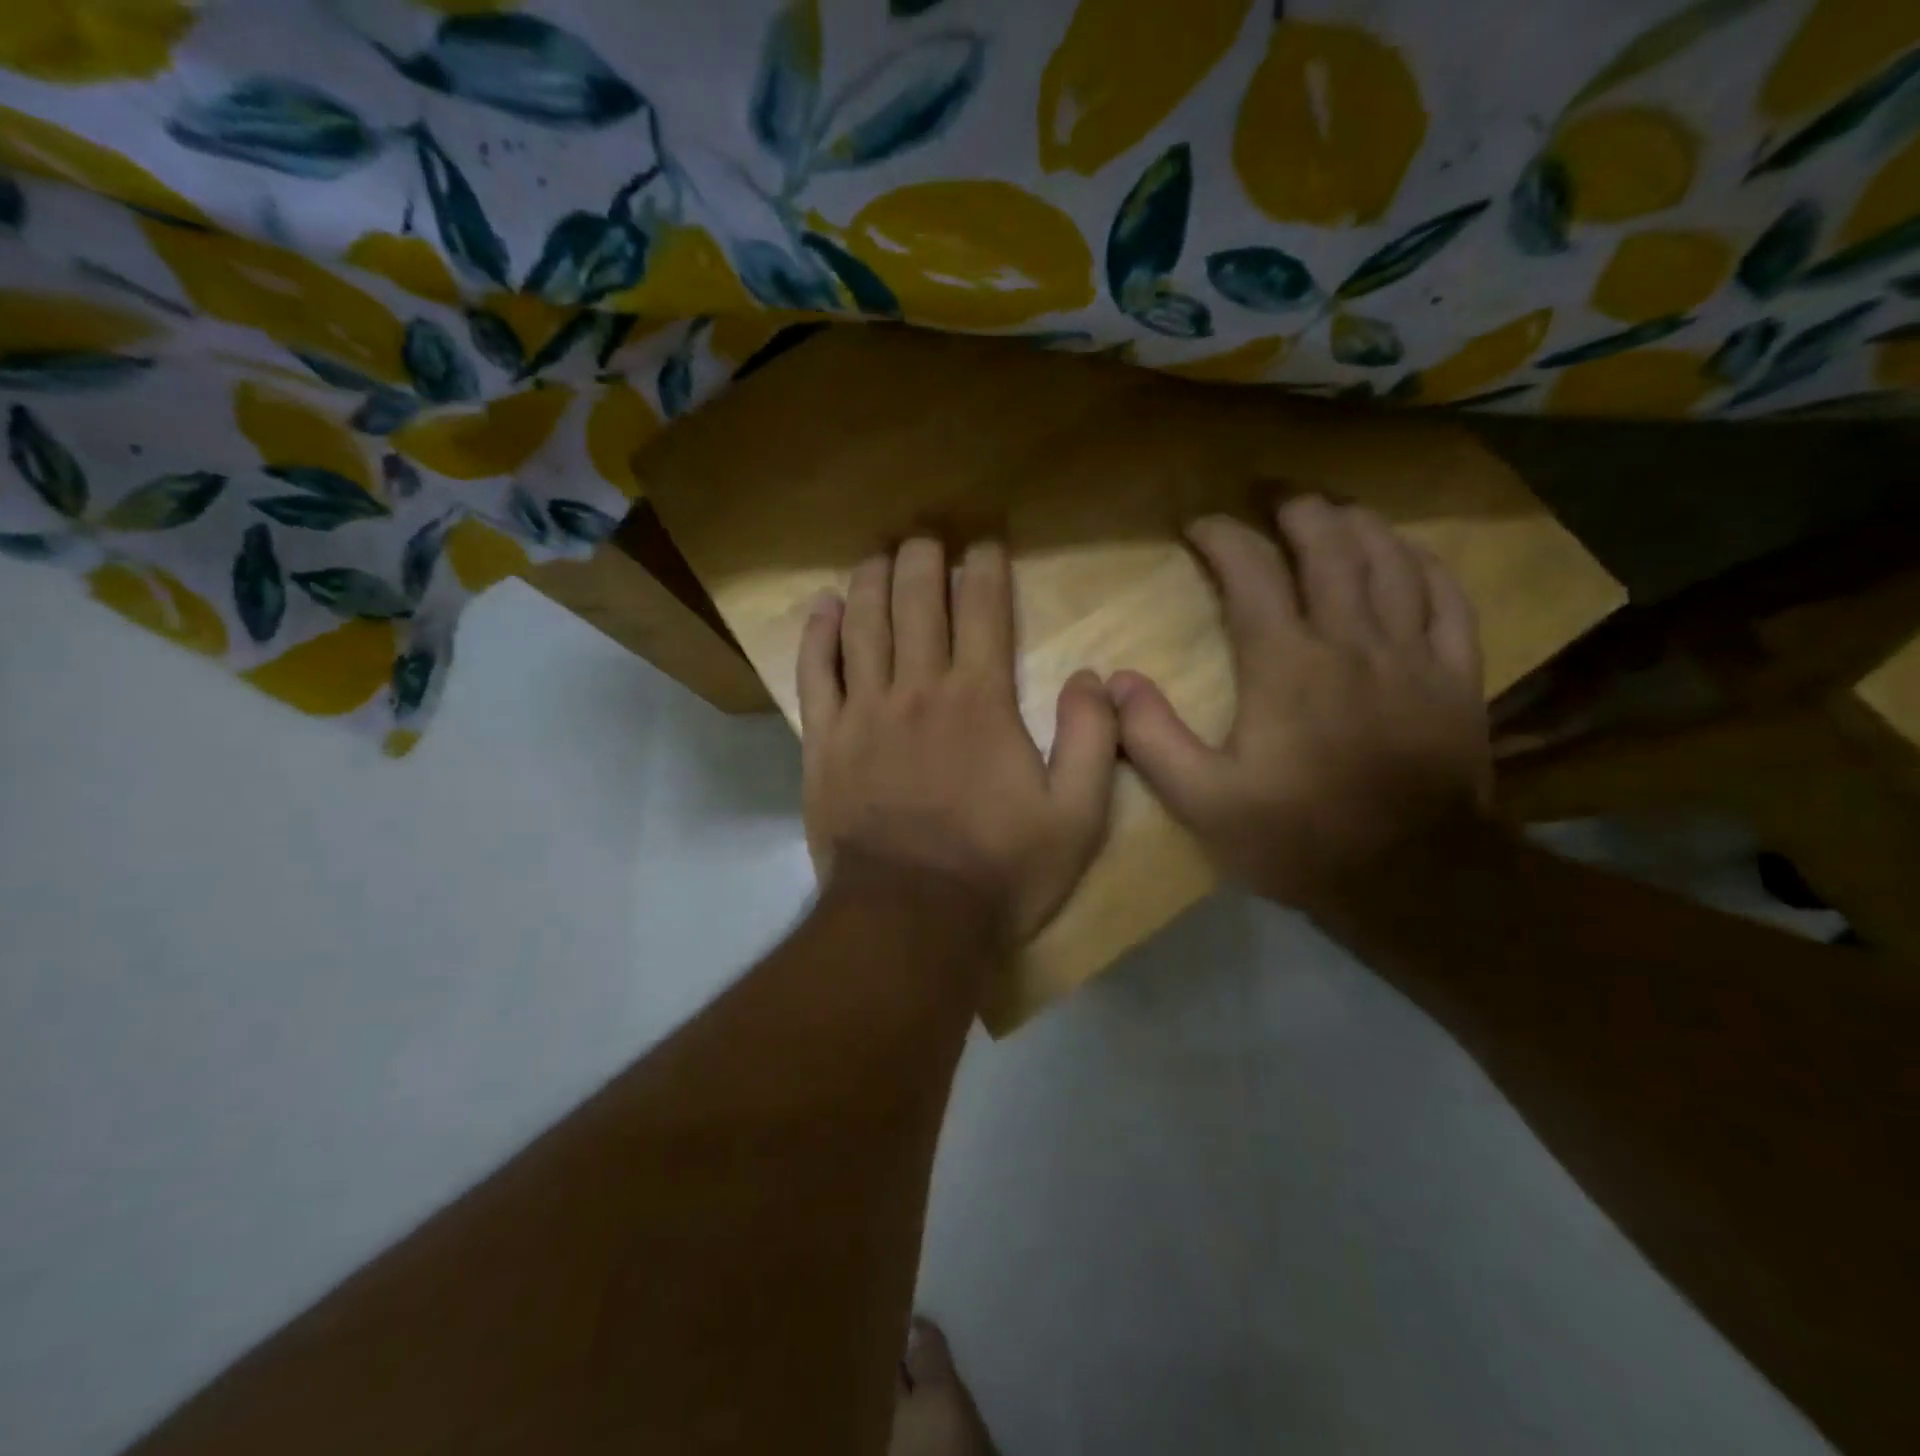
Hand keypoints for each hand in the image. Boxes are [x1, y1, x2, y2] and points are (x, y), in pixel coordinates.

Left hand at [799, 537, 1118, 945]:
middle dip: (922, 560)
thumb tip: (1093, 676)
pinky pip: (815, 675)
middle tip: (926, 535)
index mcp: (980, 701)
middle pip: (916, 603)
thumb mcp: (1076, 817)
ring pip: (863, 626)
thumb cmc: (999, 871)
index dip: (985, 569)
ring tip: (878, 553)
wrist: (911, 921)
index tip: (985, 544)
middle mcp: (918, 691)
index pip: (982, 611)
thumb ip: (1091, 739)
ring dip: (871, 581)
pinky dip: (818, 635)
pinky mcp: (824, 744)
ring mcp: (863, 714)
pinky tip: (823, 607)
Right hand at [1110, 497, 1492, 919]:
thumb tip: (1115, 682)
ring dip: (1357, 524)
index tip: (1198, 527)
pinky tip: (1407, 554)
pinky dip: (1425, 563)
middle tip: (1270, 502)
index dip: (1222, 537)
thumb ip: (1153, 738)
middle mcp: (1351, 641)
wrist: (1412, 879)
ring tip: (1332, 512)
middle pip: (1329, 546)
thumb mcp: (1202, 802)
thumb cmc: (1297, 838)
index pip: (1251, 572)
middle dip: (1295, 512)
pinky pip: (1449, 598)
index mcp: (1286, 664)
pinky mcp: (1457, 677)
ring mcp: (1412, 654)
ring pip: (1390, 560)